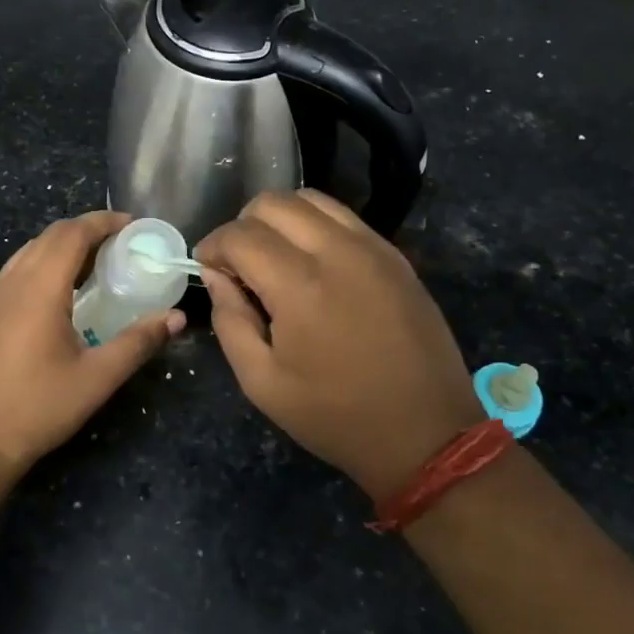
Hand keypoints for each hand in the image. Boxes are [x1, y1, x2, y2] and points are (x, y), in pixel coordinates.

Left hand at [0, 211, 184, 473]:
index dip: (103, 222)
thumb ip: (139, 342)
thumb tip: (177, 317)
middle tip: (122, 242)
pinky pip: (19, 269)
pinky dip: (45, 262)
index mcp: (40, 288)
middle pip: (51, 235)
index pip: (72, 233)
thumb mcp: (97, 377)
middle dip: (87, 229)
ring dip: (64, 244)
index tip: (132, 225)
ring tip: (97, 261)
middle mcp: (13, 282)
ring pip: (31, 250)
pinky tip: (63, 290)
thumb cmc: (39, 407)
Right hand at [196, 190, 484, 498]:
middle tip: (239, 265)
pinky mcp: (396, 256)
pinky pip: (344, 218)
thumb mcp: (262, 383)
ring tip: (274, 258)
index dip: (213, 246)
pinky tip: (313, 264)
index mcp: (300, 286)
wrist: (426, 434)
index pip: (240, 235)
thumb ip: (230, 321)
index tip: (207, 268)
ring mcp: (373, 248)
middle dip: (243, 226)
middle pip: (273, 203)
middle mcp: (338, 251)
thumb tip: (218, 276)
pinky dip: (315, 227)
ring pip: (311, 200)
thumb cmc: (336, 416)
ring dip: (280, 219)